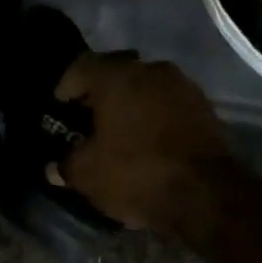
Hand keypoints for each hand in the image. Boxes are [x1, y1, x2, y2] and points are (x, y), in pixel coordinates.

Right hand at [54, 53, 240, 232]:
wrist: (208, 195)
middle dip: (100, 94)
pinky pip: (168, 104)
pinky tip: (149, 139)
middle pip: (115, 73)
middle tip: (88, 119)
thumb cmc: (137, 174)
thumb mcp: (88, 175)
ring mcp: (182, 86)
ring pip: (145, 87)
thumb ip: (65, 165)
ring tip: (120, 131)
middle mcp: (150, 70)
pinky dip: (154, 116)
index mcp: (116, 76)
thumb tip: (53, 167)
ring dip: (131, 103)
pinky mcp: (205, 107)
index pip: (80, 67)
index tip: (60, 107)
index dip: (66, 87)